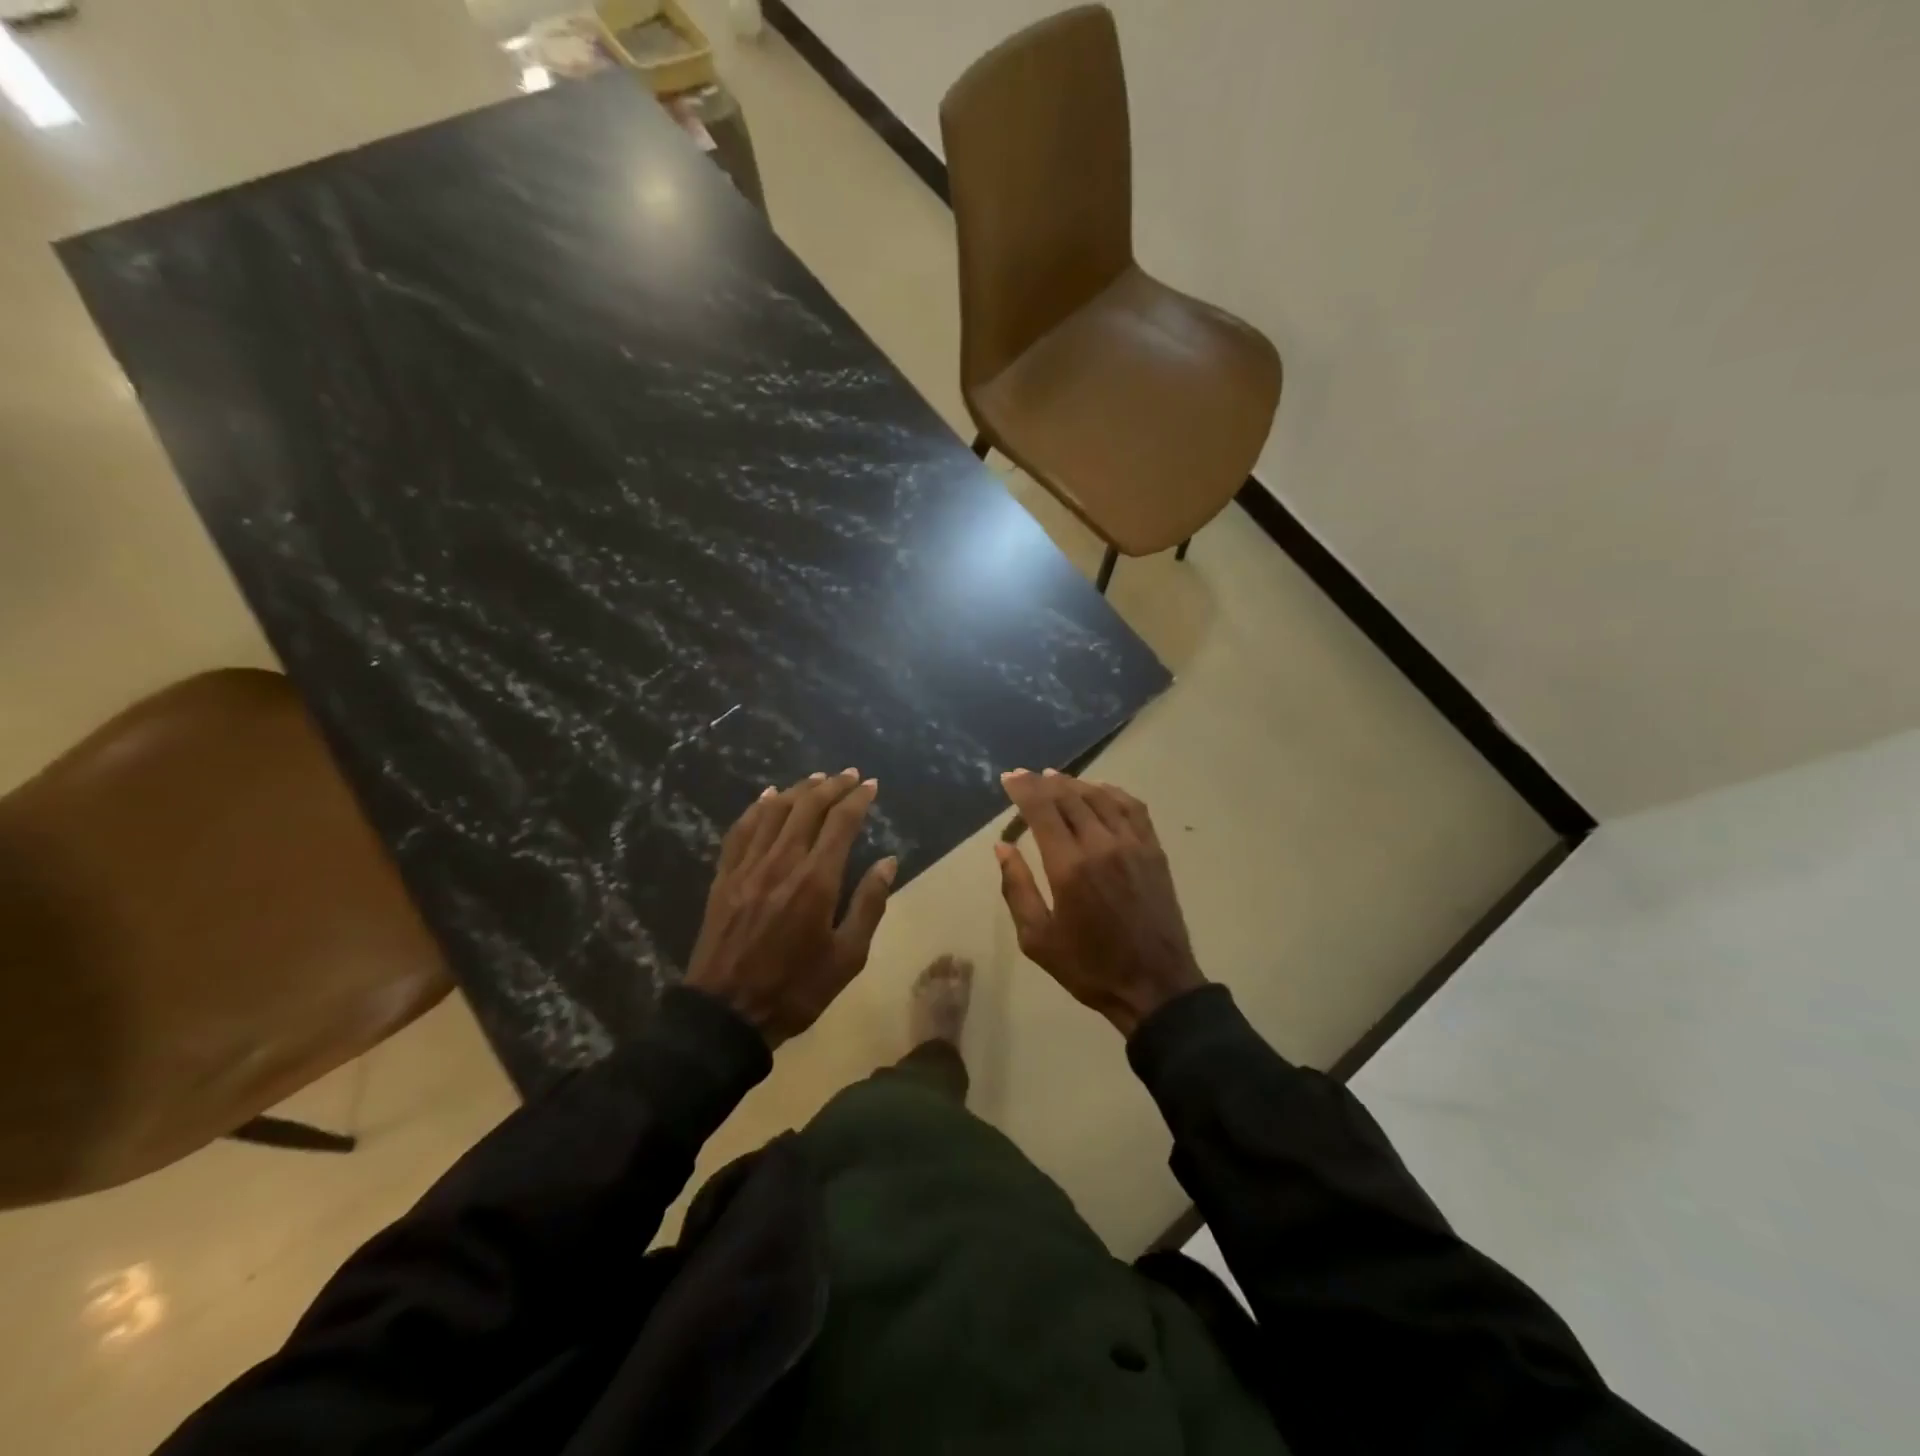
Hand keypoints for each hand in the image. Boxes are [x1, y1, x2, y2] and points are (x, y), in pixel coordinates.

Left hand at [684, 770, 896, 1047]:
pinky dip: (757, 807)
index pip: (841, 823)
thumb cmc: (796, 989)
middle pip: (808, 807)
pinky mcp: (724, 877)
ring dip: (798, 790)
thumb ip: (869, 904)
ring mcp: (748, 867)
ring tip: (817, 779)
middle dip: (832, 786)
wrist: (726, 1015)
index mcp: (816, 881)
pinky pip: (741, 829)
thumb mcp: (848, 957)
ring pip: (774, 811)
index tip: (871, 785)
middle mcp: (782, 863)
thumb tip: (888, 862)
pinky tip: (768, 796)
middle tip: (849, 775)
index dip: (858, 799)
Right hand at [994, 770, 1205, 1036]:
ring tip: (1054, 778)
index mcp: (1069, 867)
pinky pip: (1132, 807)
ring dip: (1074, 783)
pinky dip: (1111, 792)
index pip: (1042, 810)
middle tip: (1026, 776)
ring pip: (1100, 797)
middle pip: (1069, 797)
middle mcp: (1101, 845)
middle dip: (1042, 782)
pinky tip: (1099, 790)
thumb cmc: (1089, 967)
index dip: (1023, 789)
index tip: (1008, 777)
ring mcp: (1133, 844)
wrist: (1156, 986)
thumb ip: (1017, 888)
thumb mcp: (1037, 939)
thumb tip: (1002, 847)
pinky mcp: (1154, 850)